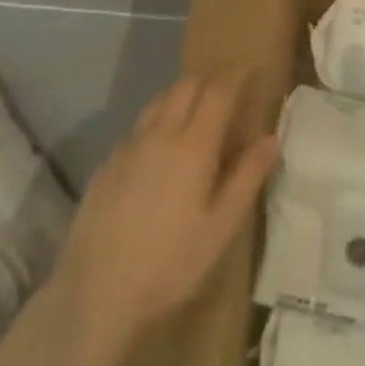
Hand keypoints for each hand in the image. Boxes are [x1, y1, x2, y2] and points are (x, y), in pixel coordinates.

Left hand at [56, 67, 277, 344]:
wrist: (94, 297)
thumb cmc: (170, 264)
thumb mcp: (222, 227)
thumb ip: (247, 176)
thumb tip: (270, 138)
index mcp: (193, 145)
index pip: (218, 90)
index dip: (236, 74)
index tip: (250, 68)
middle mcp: (159, 134)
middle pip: (186, 86)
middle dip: (209, 79)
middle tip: (227, 88)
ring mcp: (127, 148)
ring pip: (158, 101)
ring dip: (181, 94)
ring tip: (196, 110)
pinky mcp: (106, 166)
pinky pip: (137, 126)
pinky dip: (157, 120)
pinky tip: (160, 146)